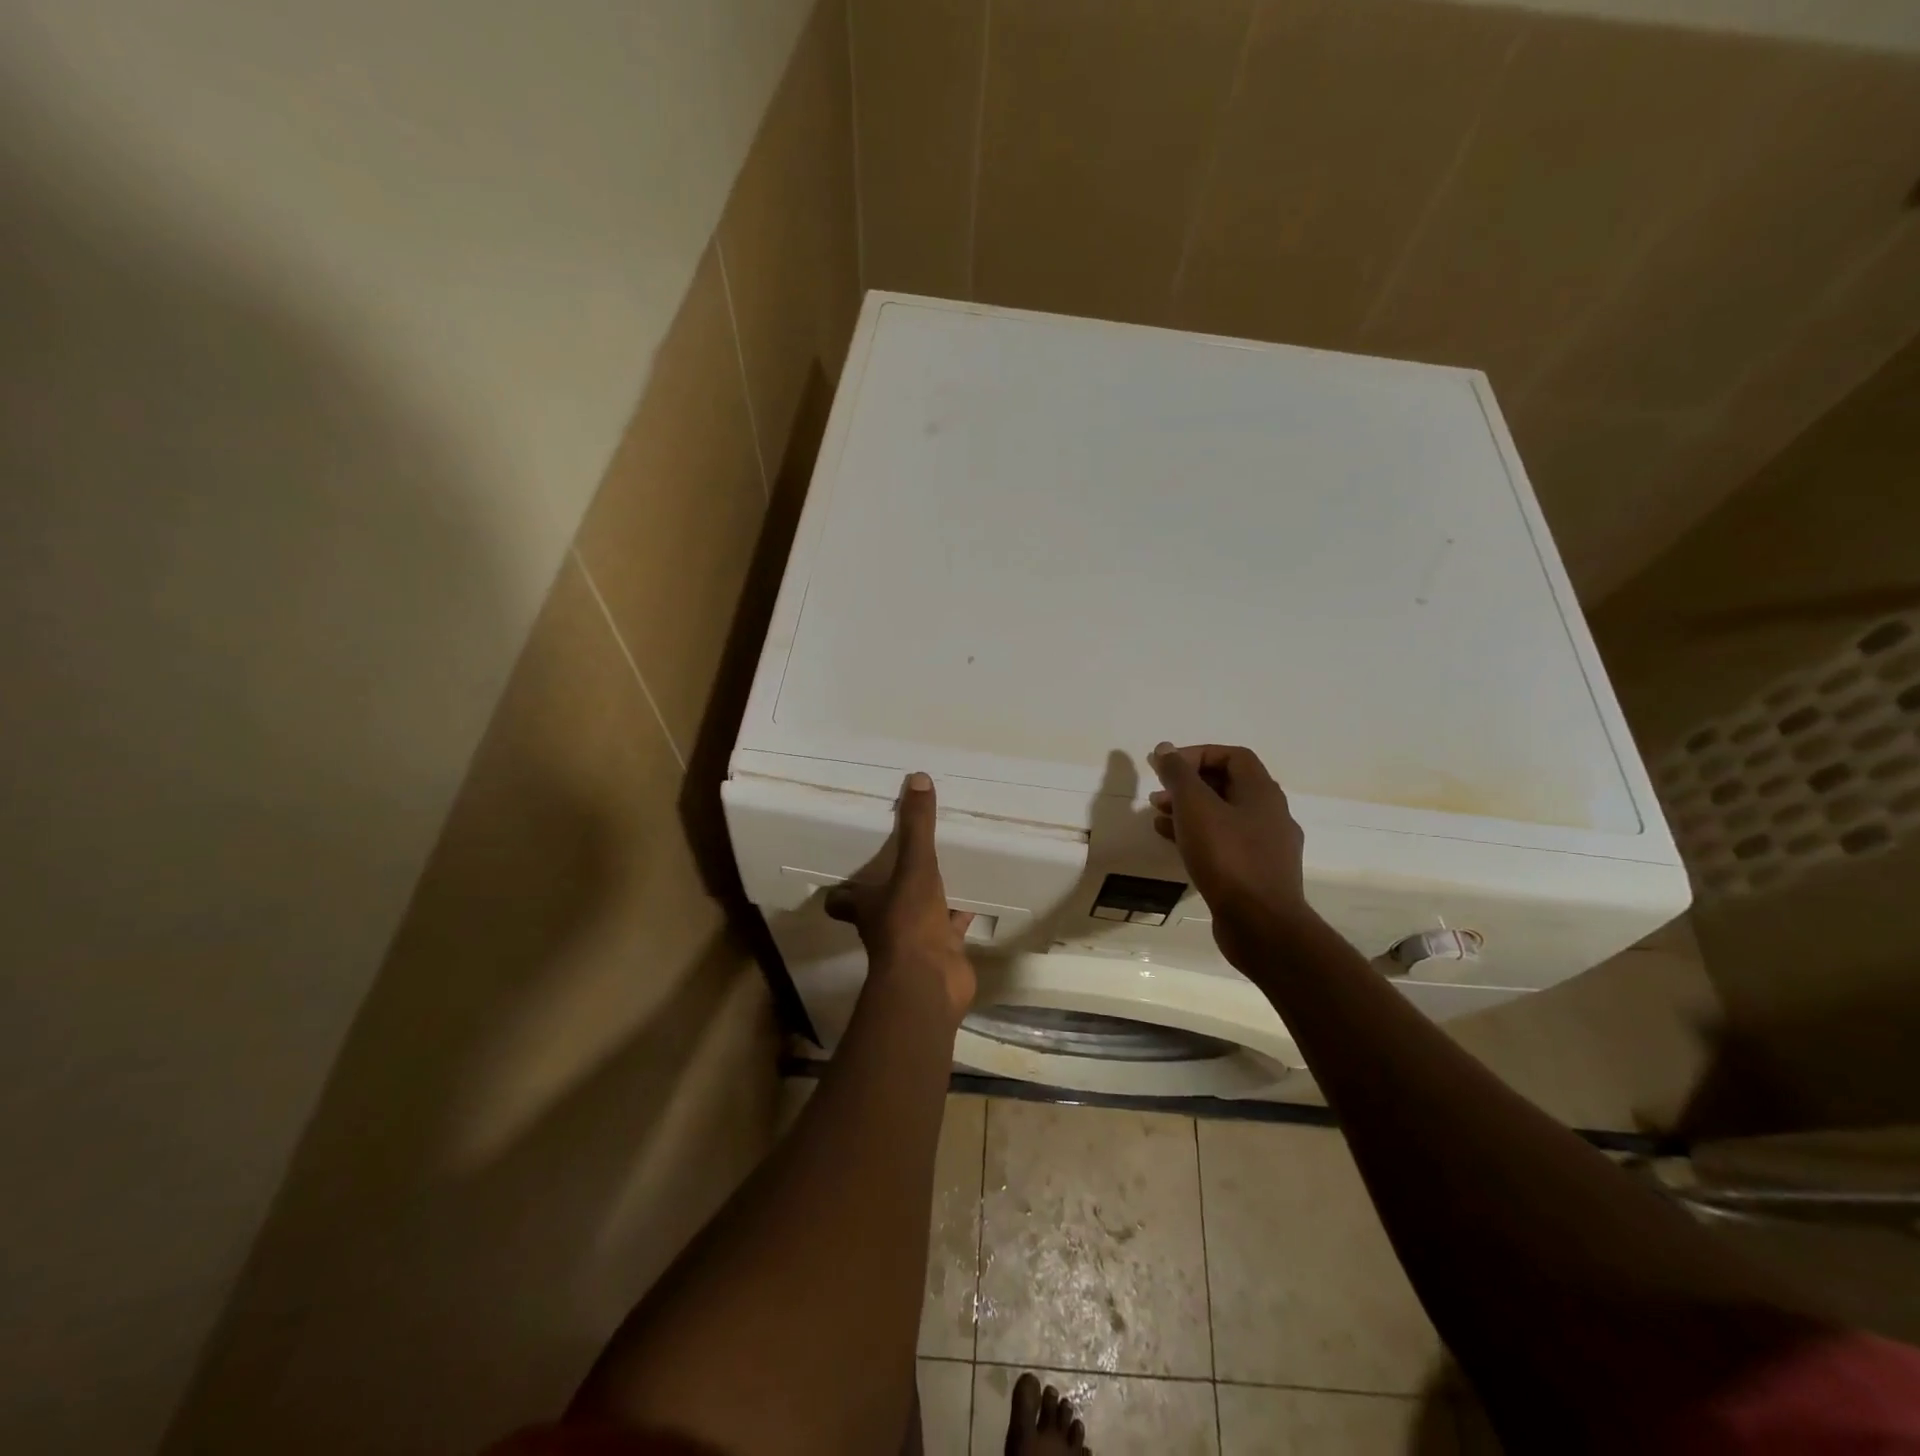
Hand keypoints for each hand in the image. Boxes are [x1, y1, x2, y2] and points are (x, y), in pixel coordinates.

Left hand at [825, 772, 975, 1022]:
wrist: (931, 981)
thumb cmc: (909, 921)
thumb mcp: (914, 867)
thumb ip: (916, 826)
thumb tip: (917, 778)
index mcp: (867, 905)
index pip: (842, 899)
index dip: (843, 889)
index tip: (850, 869)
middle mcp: (884, 923)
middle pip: (881, 904)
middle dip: (890, 886)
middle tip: (904, 856)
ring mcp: (914, 939)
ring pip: (918, 913)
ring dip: (928, 897)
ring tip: (943, 867)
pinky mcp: (942, 950)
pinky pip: (951, 926)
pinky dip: (960, 914)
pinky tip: (975, 895)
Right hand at [1149, 742, 1314, 967]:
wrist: (1261, 925)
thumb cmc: (1228, 858)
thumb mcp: (1196, 807)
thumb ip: (1178, 774)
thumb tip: (1165, 749)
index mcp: (1262, 792)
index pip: (1232, 756)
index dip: (1197, 754)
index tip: (1166, 767)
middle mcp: (1270, 814)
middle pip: (1227, 785)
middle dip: (1189, 784)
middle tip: (1158, 792)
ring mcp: (1266, 846)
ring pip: (1223, 816)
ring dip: (1189, 811)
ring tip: (1157, 817)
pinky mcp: (1256, 874)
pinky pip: (1224, 843)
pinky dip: (1198, 836)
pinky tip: (1172, 844)